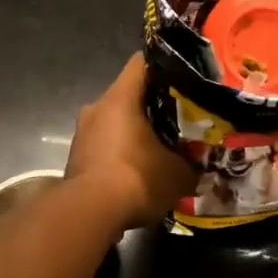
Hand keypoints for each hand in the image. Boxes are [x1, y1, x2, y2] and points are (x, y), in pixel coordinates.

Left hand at [66, 54, 195, 230]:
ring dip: (135, 131)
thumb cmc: (136, 178)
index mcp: (120, 97)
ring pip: (115, 121)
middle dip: (153, 104)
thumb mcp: (178, 173)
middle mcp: (97, 107)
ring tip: (162, 145)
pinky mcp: (76, 158)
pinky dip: (121, 152)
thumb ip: (192, 163)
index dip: (164, 65)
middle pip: (129, 94)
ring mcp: (83, 133)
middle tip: (181, 116)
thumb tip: (201, 165)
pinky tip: (140, 169)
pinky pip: (105, 145)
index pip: (141, 63)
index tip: (184, 76)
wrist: (89, 215)